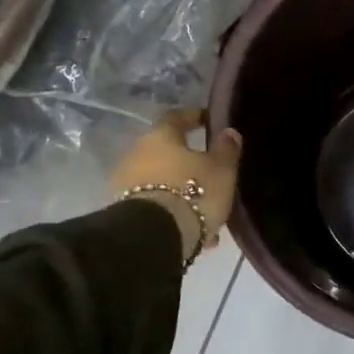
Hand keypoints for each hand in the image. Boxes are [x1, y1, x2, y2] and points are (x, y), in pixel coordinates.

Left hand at [110, 109, 241, 261]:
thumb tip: (228, 132)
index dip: (192, 117)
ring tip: (204, 206)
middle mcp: (137, 154)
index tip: (207, 120)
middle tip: (209, 169)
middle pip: (165, 151)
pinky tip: (194, 228)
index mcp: (160, 136)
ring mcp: (126, 184)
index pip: (176, 117)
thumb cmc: (193, 192)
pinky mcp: (125, 211)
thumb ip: (226, 149)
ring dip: (180, 189)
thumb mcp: (221, 170)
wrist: (154, 236)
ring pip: (160, 180)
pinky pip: (156, 204)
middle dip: (186, 160)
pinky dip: (173, 210)